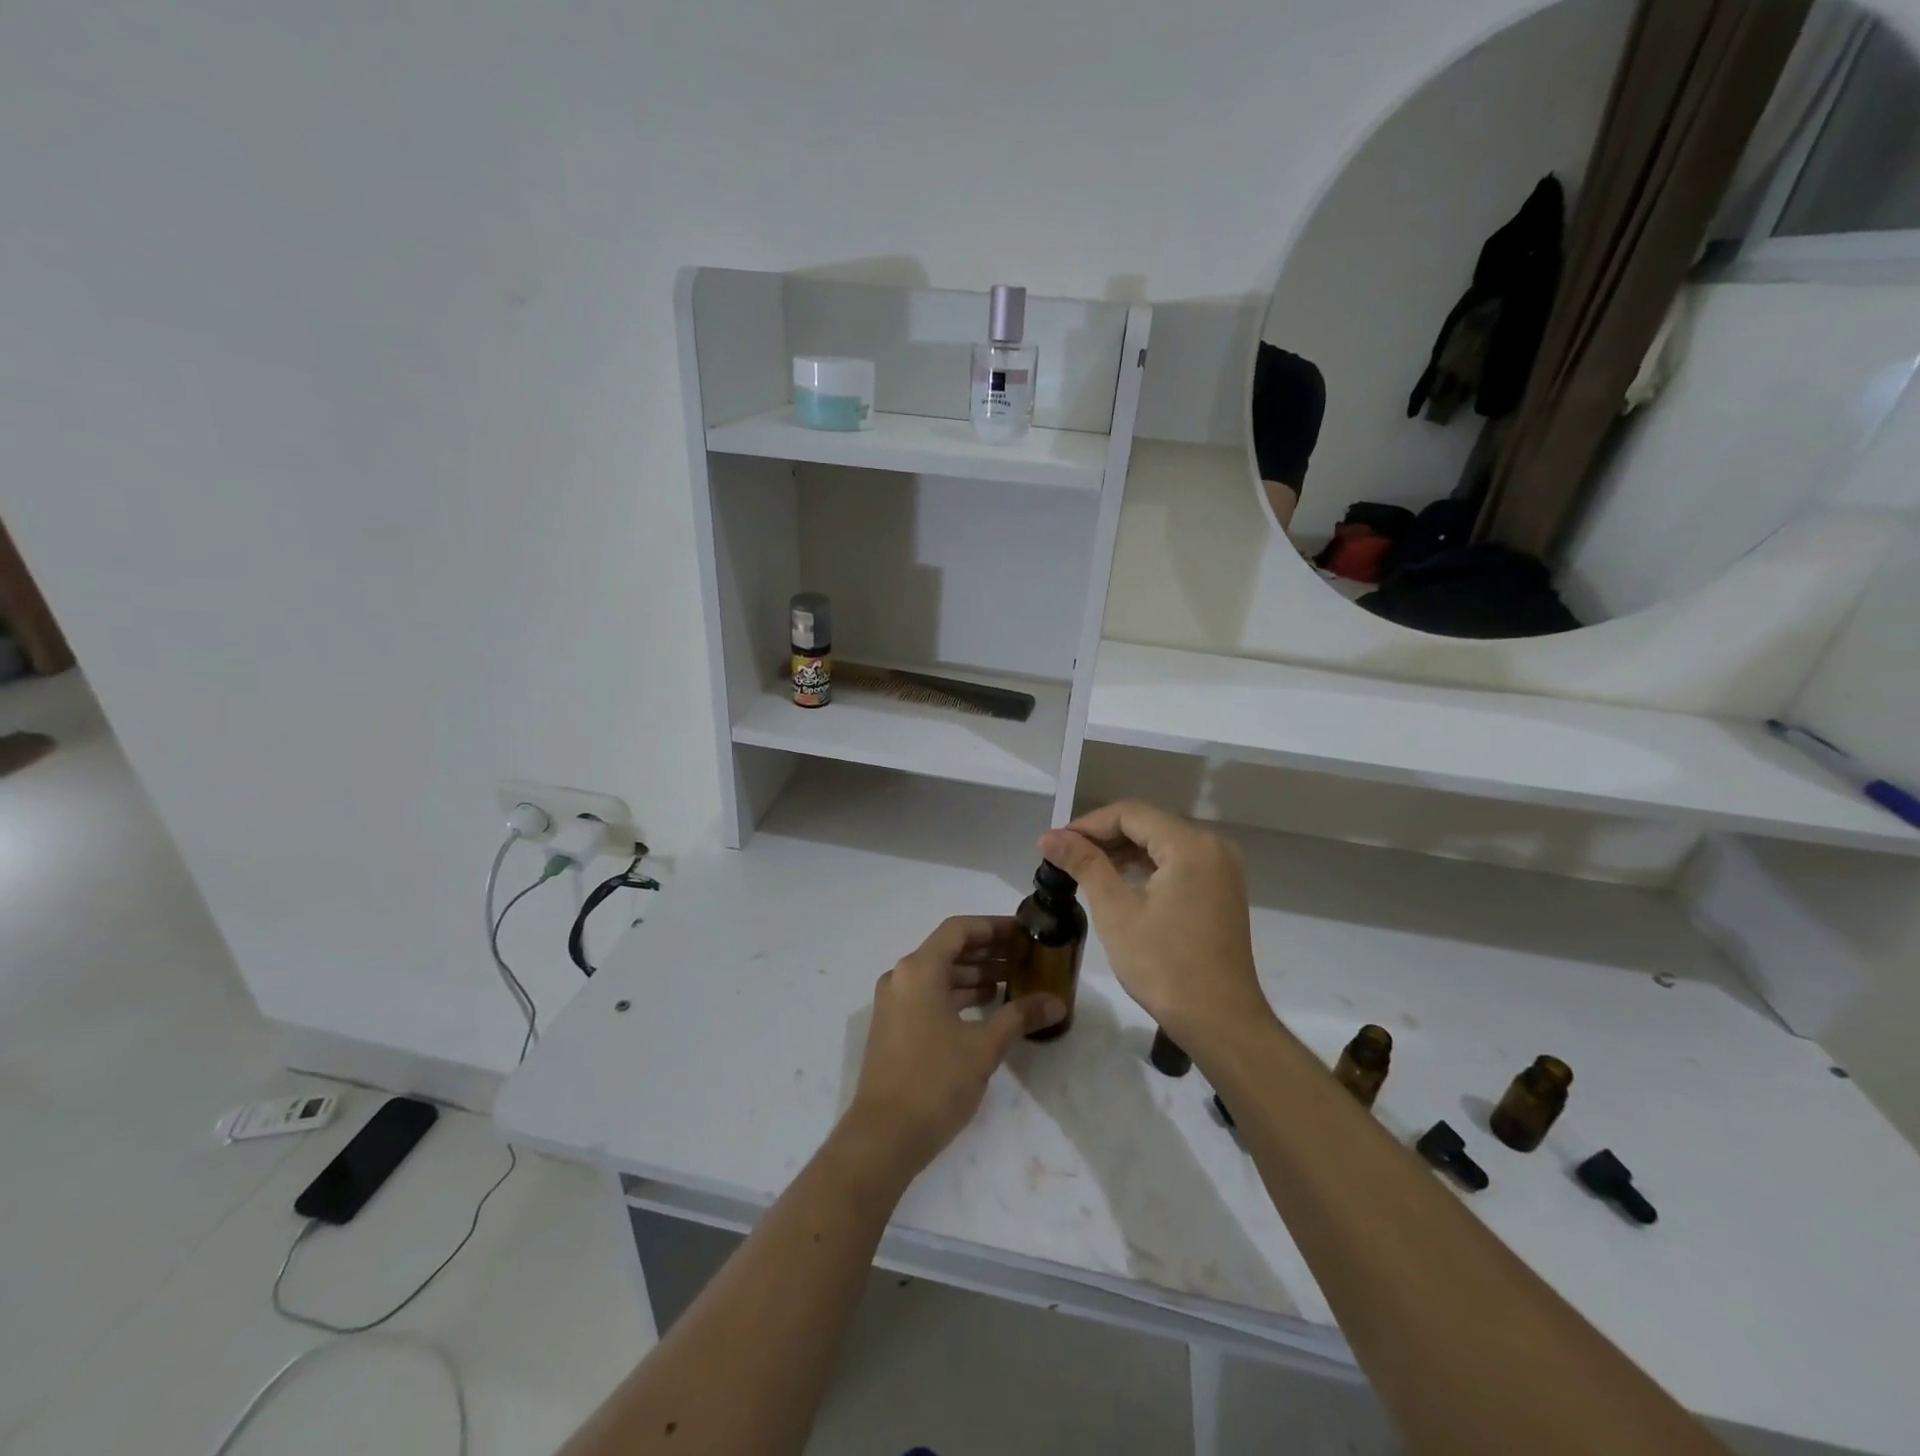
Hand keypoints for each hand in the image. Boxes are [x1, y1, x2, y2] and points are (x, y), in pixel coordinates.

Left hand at [844, 917, 1065, 1175]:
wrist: (883, 1136)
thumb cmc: (935, 1082)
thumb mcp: (984, 1047)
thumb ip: (1019, 1017)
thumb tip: (1057, 1003)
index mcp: (919, 970)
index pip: (959, 929)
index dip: (994, 927)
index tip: (1025, 933)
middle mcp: (902, 977)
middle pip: (949, 949)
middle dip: (989, 951)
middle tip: (1026, 957)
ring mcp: (895, 1002)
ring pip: (940, 974)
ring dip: (975, 975)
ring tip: (1014, 982)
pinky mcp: (894, 1026)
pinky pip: (930, 995)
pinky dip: (958, 995)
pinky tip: (987, 1007)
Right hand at [1039, 802, 1270, 1044]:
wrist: (1221, 1022)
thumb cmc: (1165, 966)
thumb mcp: (1116, 912)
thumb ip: (1084, 865)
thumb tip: (1049, 836)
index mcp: (1190, 845)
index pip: (1130, 814)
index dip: (1088, 824)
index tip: (1054, 844)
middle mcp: (1212, 847)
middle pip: (1147, 825)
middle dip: (1103, 837)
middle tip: (1063, 857)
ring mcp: (1221, 869)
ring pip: (1161, 844)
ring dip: (1122, 853)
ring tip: (1082, 870)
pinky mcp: (1221, 890)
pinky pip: (1177, 863)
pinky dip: (1145, 868)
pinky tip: (1117, 883)